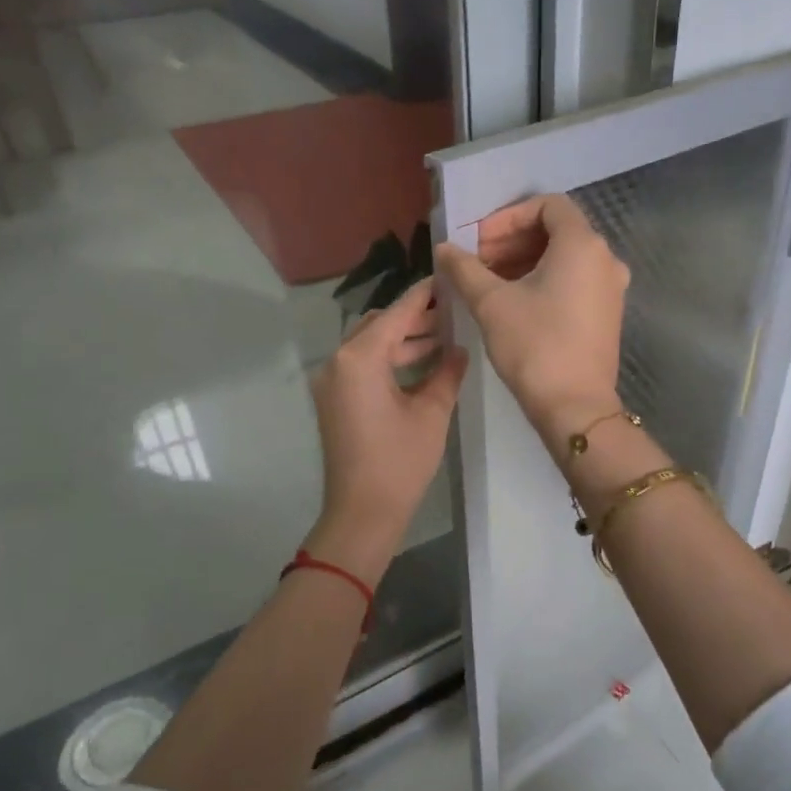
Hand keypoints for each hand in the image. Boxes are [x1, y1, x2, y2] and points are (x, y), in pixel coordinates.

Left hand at [307, 278, 467, 576]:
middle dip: (414, 318)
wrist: (362, 512)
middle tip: (452, 314)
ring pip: (370, 346)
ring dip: (403, 341)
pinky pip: (362, 366)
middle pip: (378, 325)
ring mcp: (331, 382)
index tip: (447, 278)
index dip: (423, 295)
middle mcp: (338, 361)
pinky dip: (389, 361)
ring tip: (444, 340)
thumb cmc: (400, 462)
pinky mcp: (334, 400)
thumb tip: (458, 350)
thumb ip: (447, 373)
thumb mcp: (431, 413)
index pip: (395, 313)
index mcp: (359, 358)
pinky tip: (422, 365)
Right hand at [435, 194, 628, 439]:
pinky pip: (575, 280)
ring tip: (490, 283)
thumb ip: (465, 268)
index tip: (479, 241)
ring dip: (526, 261)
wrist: (575, 406)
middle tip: (478, 262)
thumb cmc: (534, 346)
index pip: (547, 205)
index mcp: (582, 245)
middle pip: (556, 230)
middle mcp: (605, 258)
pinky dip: (545, 280)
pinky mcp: (607, 313)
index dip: (508, 217)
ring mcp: (611, 287)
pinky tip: (515, 302)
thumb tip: (444, 249)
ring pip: (565, 257)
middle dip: (513, 240)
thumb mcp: (491, 303)